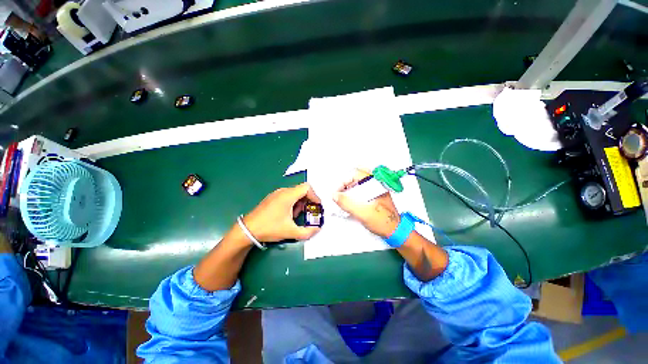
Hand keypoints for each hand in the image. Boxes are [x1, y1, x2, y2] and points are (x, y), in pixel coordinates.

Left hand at [243, 183, 321, 241]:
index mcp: (288, 195)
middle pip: (301, 190)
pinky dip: (292, 203)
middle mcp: (282, 191)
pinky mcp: (272, 198)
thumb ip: (307, 232)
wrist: (247, 230)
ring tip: (296, 216)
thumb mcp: (291, 232)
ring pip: (294, 193)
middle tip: (308, 212)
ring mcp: (276, 194)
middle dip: (307, 201)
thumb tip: (317, 229)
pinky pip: (287, 196)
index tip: (317, 206)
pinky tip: (288, 215)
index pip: (307, 188)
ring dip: (300, 203)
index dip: (315, 196)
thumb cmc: (269, 228)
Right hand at [333, 170, 400, 237]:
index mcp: (376, 184)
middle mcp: (376, 183)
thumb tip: (335, 195)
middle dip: (346, 182)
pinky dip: (354, 191)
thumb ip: (347, 203)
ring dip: (349, 187)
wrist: (395, 231)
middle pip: (357, 175)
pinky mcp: (374, 195)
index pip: (355, 174)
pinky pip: (362, 188)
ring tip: (343, 196)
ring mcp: (376, 189)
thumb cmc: (383, 221)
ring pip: (359, 181)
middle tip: (340, 192)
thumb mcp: (362, 213)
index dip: (344, 181)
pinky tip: (350, 200)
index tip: (338, 192)